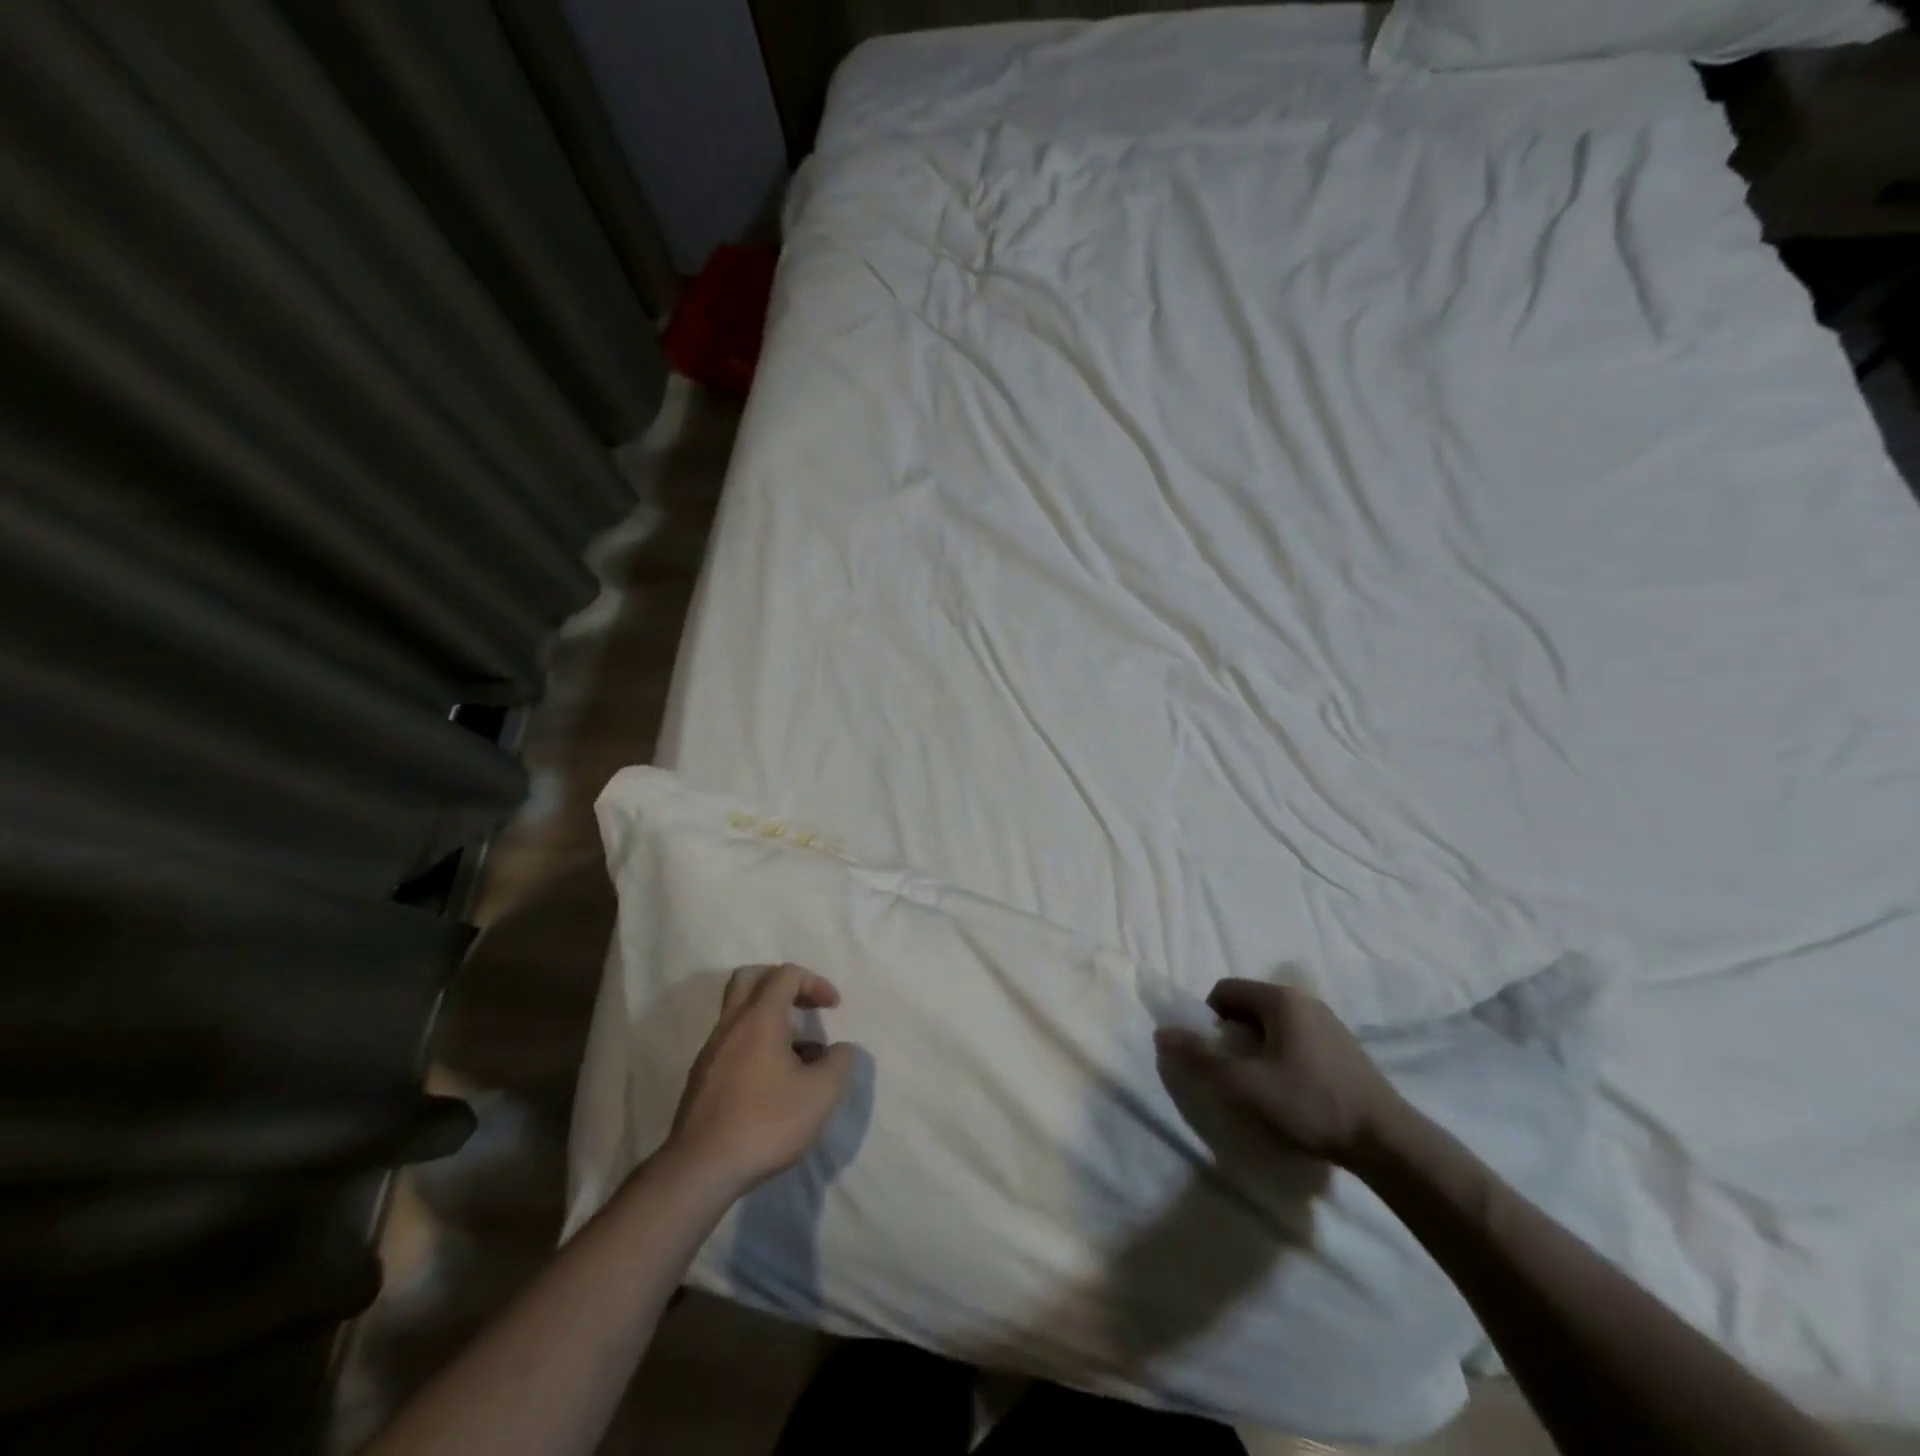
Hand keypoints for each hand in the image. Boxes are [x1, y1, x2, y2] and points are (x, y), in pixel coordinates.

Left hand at [668, 964, 854, 1192]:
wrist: (701, 1170)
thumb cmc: (766, 1122)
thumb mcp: (821, 1094)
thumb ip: (839, 1063)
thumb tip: (840, 1050)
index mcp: (759, 1018)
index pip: (785, 974)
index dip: (814, 982)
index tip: (833, 1007)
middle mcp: (731, 1025)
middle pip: (751, 978)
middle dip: (782, 982)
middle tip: (804, 1003)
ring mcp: (712, 1051)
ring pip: (740, 1012)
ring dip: (771, 1018)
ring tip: (800, 1054)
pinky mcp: (703, 1078)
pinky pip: (733, 1041)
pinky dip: (756, 1044)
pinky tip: (775, 1081)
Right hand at [1153, 979, 1402, 1165]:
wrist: (1388, 1141)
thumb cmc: (1311, 1104)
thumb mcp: (1246, 1084)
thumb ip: (1201, 1058)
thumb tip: (1161, 1033)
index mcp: (1280, 999)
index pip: (1224, 990)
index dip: (1208, 1020)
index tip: (1214, 1056)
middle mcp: (1304, 1000)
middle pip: (1248, 1006)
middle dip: (1232, 1036)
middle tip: (1235, 1074)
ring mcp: (1328, 1023)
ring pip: (1273, 1025)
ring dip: (1257, 1048)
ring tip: (1263, 1087)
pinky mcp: (1343, 1047)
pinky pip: (1296, 1038)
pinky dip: (1282, 1057)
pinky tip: (1293, 1093)